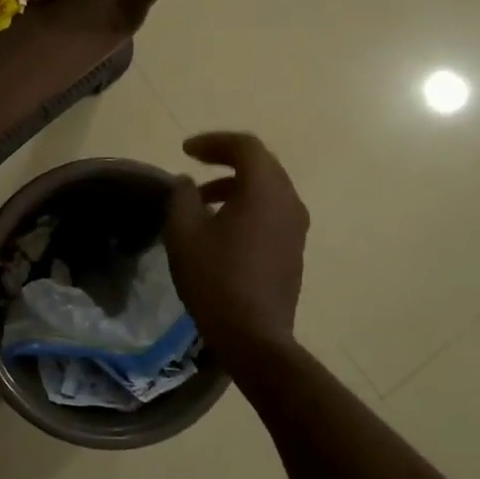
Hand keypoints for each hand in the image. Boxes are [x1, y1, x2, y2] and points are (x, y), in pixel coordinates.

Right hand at [164, 132, 309, 374]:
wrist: (254, 336)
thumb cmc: (215, 279)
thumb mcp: (184, 233)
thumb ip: (182, 197)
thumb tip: (188, 183)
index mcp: (265, 191)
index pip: (245, 146)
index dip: (213, 142)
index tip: (185, 151)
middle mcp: (289, 202)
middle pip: (261, 164)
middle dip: (226, 159)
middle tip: (195, 164)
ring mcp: (296, 227)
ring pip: (267, 188)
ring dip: (235, 184)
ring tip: (201, 201)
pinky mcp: (294, 249)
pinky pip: (272, 210)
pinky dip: (247, 204)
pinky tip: (221, 226)